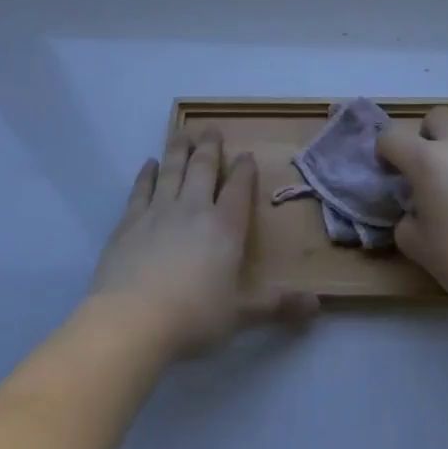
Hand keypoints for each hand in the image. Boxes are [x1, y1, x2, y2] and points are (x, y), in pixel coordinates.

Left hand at [90, 127, 316, 358]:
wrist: (131, 320)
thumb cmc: (192, 317)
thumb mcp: (240, 315)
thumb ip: (276, 306)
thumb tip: (317, 305)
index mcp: (225, 227)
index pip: (239, 189)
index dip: (244, 170)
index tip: (246, 154)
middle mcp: (194, 209)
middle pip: (204, 168)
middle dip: (210, 147)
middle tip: (211, 128)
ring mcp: (159, 211)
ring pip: (173, 170)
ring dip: (180, 149)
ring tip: (183, 132)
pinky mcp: (129, 222)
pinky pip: (141, 189)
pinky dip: (147, 173)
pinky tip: (149, 163)